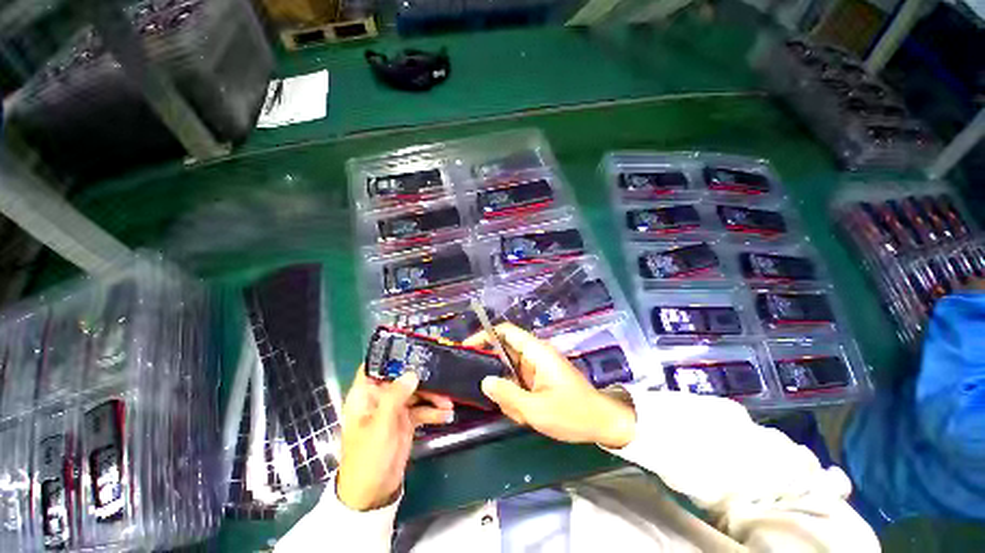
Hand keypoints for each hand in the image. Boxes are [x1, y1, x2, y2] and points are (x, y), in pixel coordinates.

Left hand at [336, 367, 454, 510]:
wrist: (373, 493)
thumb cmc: (368, 457)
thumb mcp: (380, 426)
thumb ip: (395, 397)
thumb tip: (412, 373)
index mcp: (365, 395)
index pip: (375, 366)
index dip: (391, 355)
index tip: (413, 347)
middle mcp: (380, 398)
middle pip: (402, 378)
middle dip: (422, 377)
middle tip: (441, 376)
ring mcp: (395, 409)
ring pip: (416, 393)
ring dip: (432, 396)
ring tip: (448, 402)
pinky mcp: (406, 420)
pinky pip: (423, 410)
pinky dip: (434, 411)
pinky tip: (447, 415)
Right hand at [463, 323, 635, 448]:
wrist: (603, 423)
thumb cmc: (572, 413)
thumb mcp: (536, 409)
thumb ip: (508, 394)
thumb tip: (485, 381)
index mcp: (536, 352)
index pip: (506, 332)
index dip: (485, 335)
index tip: (467, 348)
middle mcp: (535, 355)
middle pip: (505, 353)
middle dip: (497, 375)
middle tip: (495, 396)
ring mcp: (537, 367)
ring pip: (510, 372)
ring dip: (508, 392)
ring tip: (519, 412)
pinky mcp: (539, 379)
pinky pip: (519, 382)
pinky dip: (516, 397)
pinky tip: (524, 414)